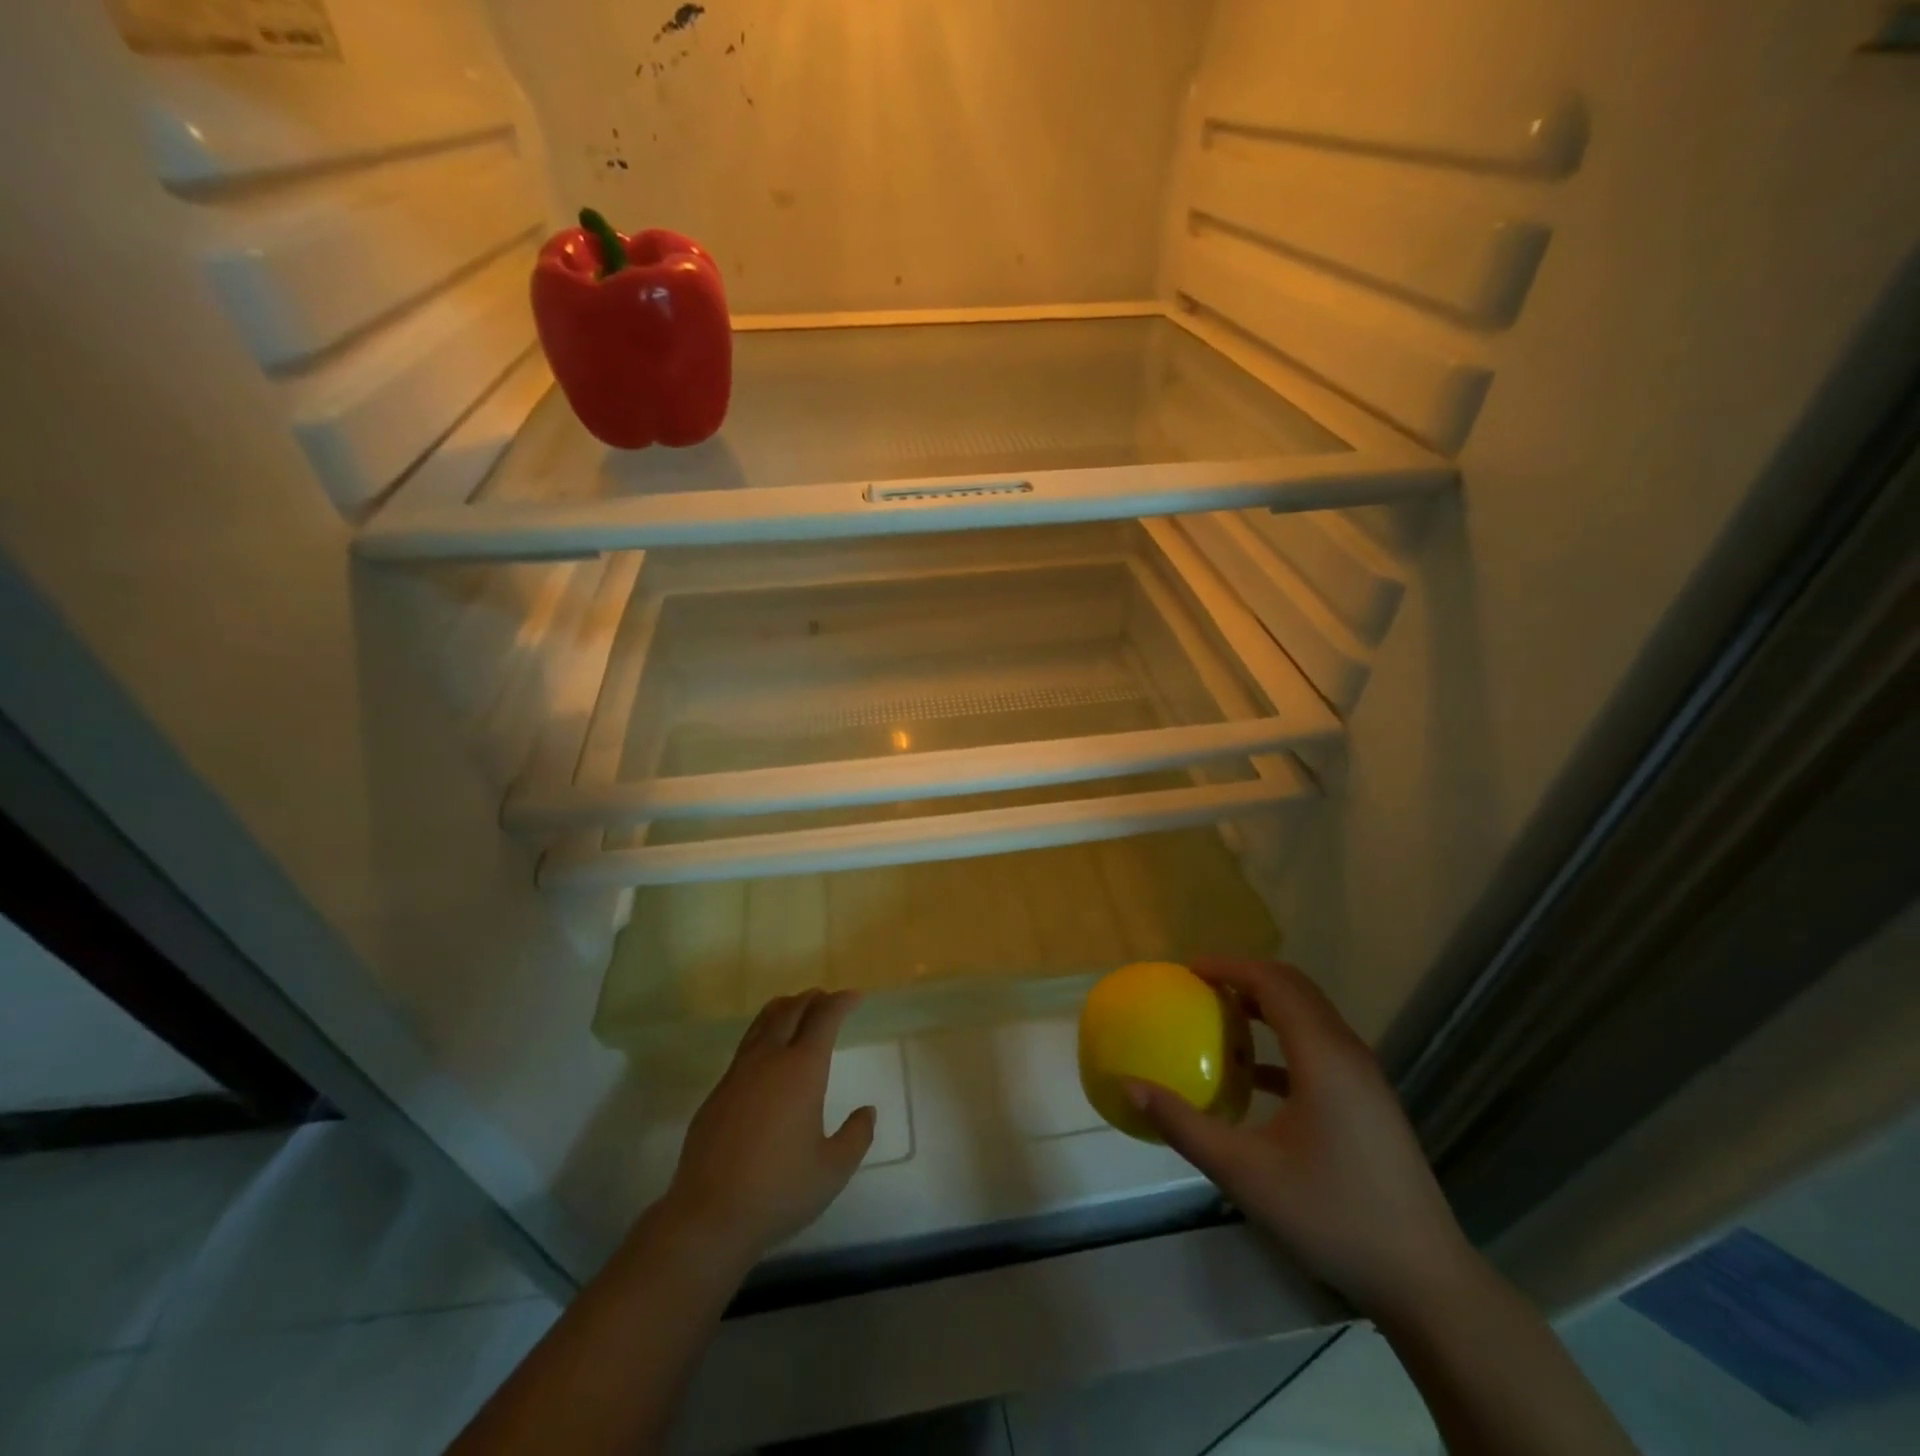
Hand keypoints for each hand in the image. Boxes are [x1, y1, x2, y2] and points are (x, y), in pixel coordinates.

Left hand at [661, 989, 875, 1265]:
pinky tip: (767, 1054)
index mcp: (802, 1070)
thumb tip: (866, 1111)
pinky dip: (763, 1034)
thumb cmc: (779, 1191)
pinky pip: (745, 1047)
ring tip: (796, 1009)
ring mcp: (738, 1074)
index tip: (854, 997)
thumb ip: (856, 1136)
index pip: (824, 1019)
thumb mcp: (832, 1170)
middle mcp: (769, 1060)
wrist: (708, 1217)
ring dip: (784, 1009)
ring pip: (762, 1024)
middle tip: (826, 998)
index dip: (840, 1003)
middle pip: (791, 1011)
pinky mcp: (717, 1093)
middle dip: (811, 999)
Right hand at [1126, 959, 1474, 1318]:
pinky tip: (1254, 1076)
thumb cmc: (1332, 1217)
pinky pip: (1320, 1048)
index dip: (1229, 967)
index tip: (1187, 970)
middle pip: (1295, 989)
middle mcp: (1348, 1053)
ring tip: (1220, 1019)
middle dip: (1245, 977)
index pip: (1274, 982)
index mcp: (1323, 1057)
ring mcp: (1365, 1078)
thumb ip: (1184, 1126)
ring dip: (1266, 1006)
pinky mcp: (1369, 1102)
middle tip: (1199, 987)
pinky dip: (1282, 1041)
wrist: (1425, 1280)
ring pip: (1310, 1016)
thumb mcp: (1245, 1174)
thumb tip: (1130, 1087)